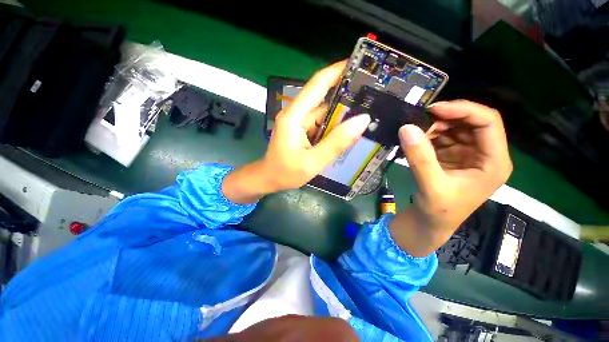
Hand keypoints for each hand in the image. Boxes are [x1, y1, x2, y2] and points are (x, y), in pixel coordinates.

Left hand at [223, 61, 370, 202]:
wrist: (268, 179)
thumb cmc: (285, 172)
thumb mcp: (312, 162)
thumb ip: (336, 143)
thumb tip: (361, 121)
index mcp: (294, 116)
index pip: (317, 85)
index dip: (337, 71)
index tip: (358, 64)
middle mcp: (297, 114)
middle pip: (324, 99)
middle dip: (346, 98)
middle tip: (371, 99)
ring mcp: (300, 122)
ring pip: (324, 114)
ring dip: (341, 116)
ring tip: (364, 117)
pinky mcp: (302, 130)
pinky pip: (321, 124)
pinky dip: (334, 127)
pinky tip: (347, 132)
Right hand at [390, 100, 512, 256]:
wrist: (431, 223)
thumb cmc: (439, 210)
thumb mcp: (430, 186)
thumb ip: (419, 158)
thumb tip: (406, 128)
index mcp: (494, 162)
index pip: (488, 122)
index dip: (463, 110)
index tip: (433, 110)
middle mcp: (486, 154)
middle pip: (471, 122)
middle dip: (444, 120)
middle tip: (418, 124)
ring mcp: (469, 155)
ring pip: (455, 128)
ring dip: (434, 128)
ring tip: (415, 135)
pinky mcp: (454, 157)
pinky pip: (443, 138)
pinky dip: (428, 136)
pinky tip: (417, 142)